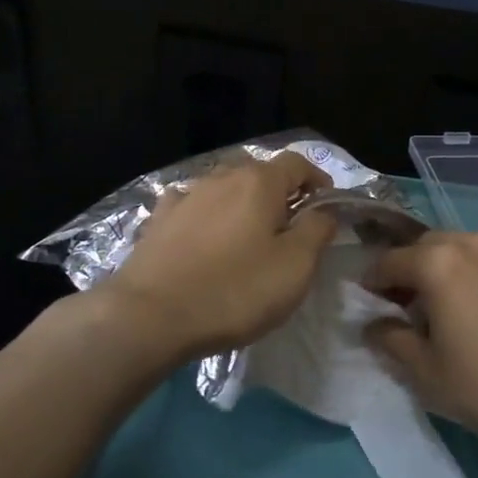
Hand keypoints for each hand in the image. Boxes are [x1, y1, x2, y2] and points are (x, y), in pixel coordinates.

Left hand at [103, 152, 337, 366]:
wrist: (150, 315)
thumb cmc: (234, 290)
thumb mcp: (294, 267)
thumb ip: (317, 231)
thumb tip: (324, 211)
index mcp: (259, 182)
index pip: (298, 163)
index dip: (317, 179)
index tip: (326, 206)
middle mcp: (221, 177)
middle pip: (260, 173)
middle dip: (280, 193)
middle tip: (290, 227)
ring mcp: (186, 196)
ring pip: (224, 188)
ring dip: (242, 205)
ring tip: (247, 237)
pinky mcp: (159, 220)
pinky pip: (192, 206)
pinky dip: (206, 215)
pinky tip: (203, 237)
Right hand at [367, 231, 477, 456]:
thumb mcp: (425, 371)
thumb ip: (390, 338)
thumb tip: (374, 324)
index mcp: (439, 262)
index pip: (391, 261)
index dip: (374, 280)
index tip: (368, 298)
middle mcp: (474, 242)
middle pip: (428, 247)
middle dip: (412, 269)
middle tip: (409, 305)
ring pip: (464, 248)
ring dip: (448, 268)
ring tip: (451, 305)